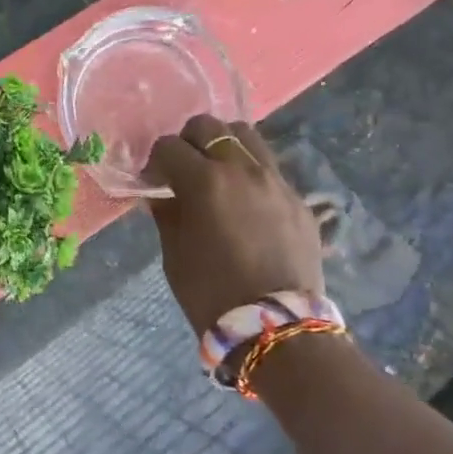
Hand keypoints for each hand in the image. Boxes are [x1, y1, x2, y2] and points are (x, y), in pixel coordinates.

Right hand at [145, 116, 326, 333]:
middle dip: (189, 142)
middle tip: (183, 170)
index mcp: (205, 181)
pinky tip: (245, 204)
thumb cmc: (210, 293)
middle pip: (210, 127)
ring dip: (224, 147)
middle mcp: (243, 170)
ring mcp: (277, 181)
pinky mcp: (299, 199)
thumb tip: (160, 194)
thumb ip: (166, 213)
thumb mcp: (174, 253)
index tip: (153, 181)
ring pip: (247, 137)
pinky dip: (250, 174)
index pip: (169, 147)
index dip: (155, 161)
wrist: (275, 326)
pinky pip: (270, 169)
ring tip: (217, 176)